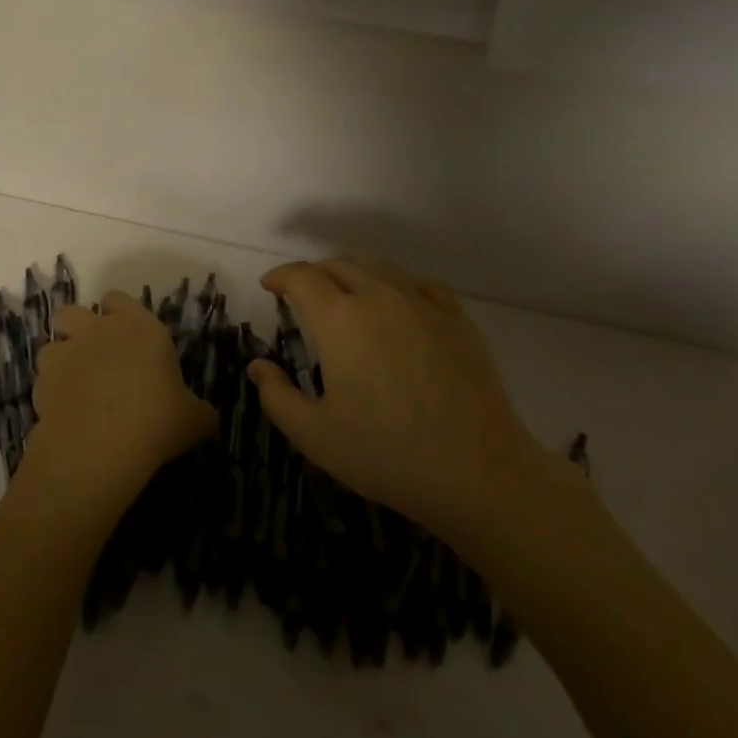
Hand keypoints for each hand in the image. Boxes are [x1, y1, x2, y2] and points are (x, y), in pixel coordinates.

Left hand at [26, 291, 217, 521]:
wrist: (101, 445)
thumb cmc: (156, 420)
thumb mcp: (193, 419)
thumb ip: (199, 411)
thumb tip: (207, 417)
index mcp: (137, 326)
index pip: (119, 299)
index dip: (119, 315)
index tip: (128, 338)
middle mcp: (97, 330)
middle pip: (73, 312)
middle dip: (78, 329)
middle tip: (93, 357)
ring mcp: (65, 353)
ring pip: (52, 345)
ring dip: (61, 361)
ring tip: (74, 388)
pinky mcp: (41, 382)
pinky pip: (42, 381)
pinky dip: (50, 393)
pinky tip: (64, 415)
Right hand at [247, 258, 547, 540]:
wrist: (480, 473)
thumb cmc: (387, 454)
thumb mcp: (315, 436)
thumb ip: (277, 397)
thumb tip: (258, 366)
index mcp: (339, 318)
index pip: (301, 277)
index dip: (280, 276)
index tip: (270, 287)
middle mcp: (378, 296)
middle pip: (339, 264)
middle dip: (314, 273)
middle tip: (304, 296)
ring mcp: (422, 304)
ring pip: (379, 269)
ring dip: (354, 275)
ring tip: (347, 297)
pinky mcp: (457, 319)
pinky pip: (419, 286)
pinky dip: (397, 287)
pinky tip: (398, 309)